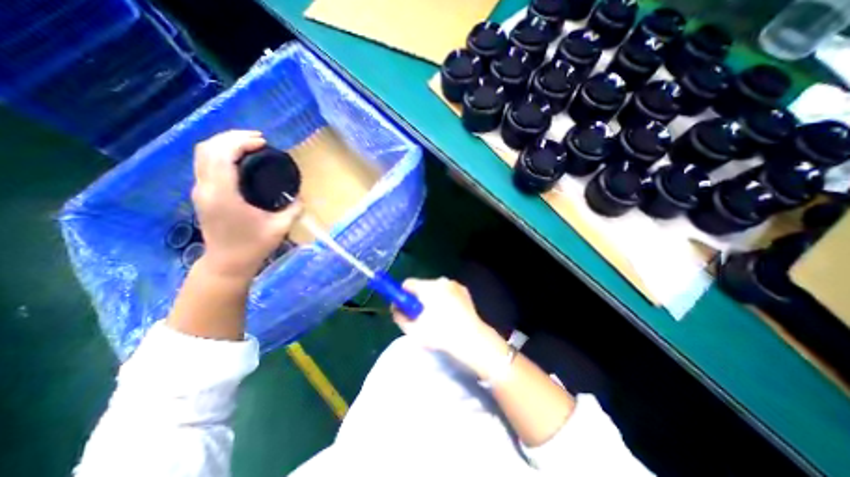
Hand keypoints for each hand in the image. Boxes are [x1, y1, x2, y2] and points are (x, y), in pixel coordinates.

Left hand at [192, 130, 302, 279]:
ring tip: (250, 144)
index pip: (222, 155)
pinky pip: (205, 164)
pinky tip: (239, 159)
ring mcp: (200, 190)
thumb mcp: (280, 227)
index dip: (241, 142)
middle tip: (258, 139)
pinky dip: (221, 154)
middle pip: (208, 148)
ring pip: (203, 154)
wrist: (227, 263)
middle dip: (232, 137)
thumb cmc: (253, 246)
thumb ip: (293, 209)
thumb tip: (300, 196)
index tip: (264, 143)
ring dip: (224, 143)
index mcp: (223, 194)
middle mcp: (205, 188)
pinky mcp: (202, 194)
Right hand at [395, 277, 505, 378]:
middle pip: (422, 286)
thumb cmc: (440, 334)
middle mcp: (441, 280)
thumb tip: (395, 307)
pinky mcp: (464, 290)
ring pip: (435, 289)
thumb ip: (399, 316)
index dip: (403, 295)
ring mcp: (454, 284)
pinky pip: (447, 291)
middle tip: (421, 315)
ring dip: (432, 299)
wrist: (472, 338)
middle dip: (418, 298)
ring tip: (437, 317)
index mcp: (428, 287)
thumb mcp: (413, 330)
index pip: (407, 284)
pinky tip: (449, 314)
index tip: (405, 307)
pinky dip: (444, 299)